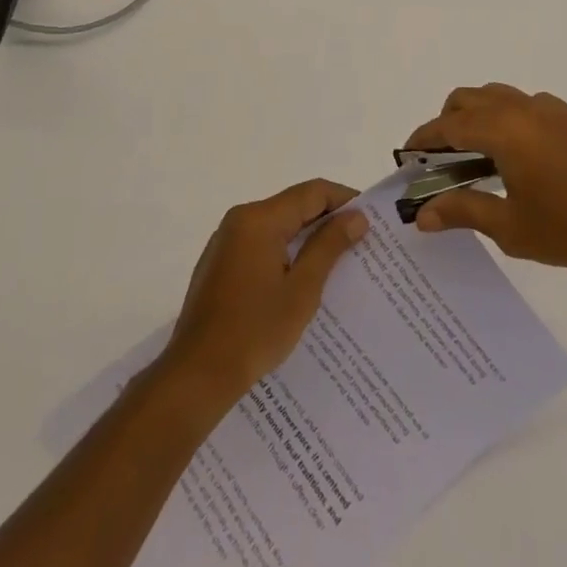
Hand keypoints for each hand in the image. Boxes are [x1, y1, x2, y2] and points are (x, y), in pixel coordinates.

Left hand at [160, 179, 367, 406]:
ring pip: (277, 225)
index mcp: (260, 219)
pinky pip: (261, 243)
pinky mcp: (220, 262)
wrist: (196, 375)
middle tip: (360, 241)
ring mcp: (226, 240)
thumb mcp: (302, 290)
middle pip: (293, 205)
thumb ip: (328, 247)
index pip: (311, 192)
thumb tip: (356, 217)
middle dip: (327, 219)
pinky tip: (301, 277)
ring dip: (306, 237)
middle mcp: (240, 219)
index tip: (371, 219)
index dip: (344, 199)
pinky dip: (285, 251)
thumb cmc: (254, 331)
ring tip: (337, 260)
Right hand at [404, 84, 566, 276]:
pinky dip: (504, 118)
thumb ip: (464, 212)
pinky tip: (516, 158)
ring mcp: (550, 108)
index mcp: (503, 129)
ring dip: (476, 116)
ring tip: (475, 159)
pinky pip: (523, 105)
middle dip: (446, 123)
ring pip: (497, 96)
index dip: (423, 139)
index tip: (406, 156)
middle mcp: (522, 107)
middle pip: (468, 99)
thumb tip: (422, 214)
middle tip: (439, 161)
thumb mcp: (511, 227)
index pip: (448, 125)